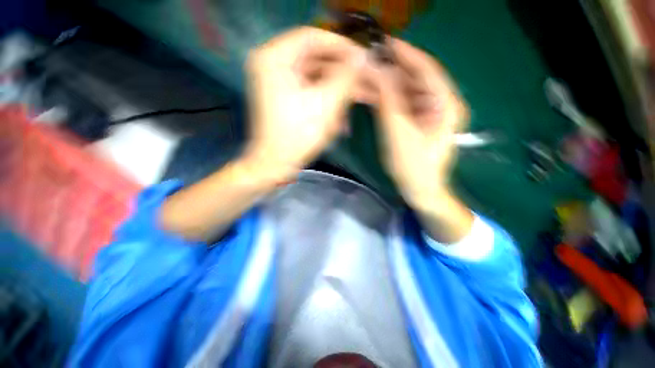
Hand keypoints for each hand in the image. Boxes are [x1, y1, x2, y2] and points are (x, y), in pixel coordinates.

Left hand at [243, 27, 364, 180]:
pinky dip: (327, 103)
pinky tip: (340, 120)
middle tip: (366, 82)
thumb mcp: (326, 104)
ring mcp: (278, 84)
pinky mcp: (285, 99)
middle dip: (343, 76)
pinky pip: (310, 93)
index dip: (341, 46)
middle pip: (316, 61)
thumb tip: (363, 57)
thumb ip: (346, 76)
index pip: (313, 37)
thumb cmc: (298, 135)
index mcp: (275, 58)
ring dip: (337, 94)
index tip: (363, 57)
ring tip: (356, 106)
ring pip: (316, 80)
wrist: (276, 165)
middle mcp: (273, 65)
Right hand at [371, 38, 468, 208]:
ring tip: (369, 79)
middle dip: (393, 71)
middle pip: (417, 79)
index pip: (426, 69)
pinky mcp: (421, 122)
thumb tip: (377, 71)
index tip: (385, 43)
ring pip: (409, 92)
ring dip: (390, 86)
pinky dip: (391, 100)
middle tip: (371, 63)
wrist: (420, 190)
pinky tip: (377, 96)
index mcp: (446, 104)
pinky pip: (406, 105)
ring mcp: (432, 114)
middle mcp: (443, 104)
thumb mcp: (397, 132)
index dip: (405, 54)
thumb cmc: (412, 165)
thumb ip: (388, 100)